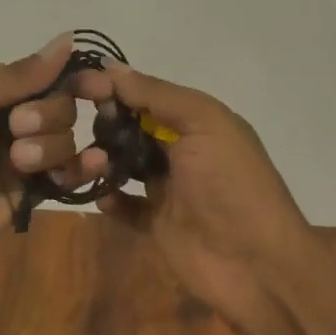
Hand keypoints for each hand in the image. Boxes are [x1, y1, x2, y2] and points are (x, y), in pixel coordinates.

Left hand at [0, 33, 84, 262]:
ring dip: (49, 147)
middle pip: (64, 107)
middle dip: (47, 115)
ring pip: (67, 140)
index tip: (99, 86)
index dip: (78, 78)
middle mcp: (18, 119)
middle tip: (15, 128)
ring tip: (16, 162)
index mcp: (1, 90)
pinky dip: (82, 169)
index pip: (52, 76)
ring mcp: (26, 158)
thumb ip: (19, 75)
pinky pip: (68, 177)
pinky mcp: (32, 193)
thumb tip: (68, 39)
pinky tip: (92, 165)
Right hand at [73, 62, 311, 324]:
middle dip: (104, 124)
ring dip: (102, 160)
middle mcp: (181, 148)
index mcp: (196, 119)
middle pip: (130, 126)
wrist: (258, 267)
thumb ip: (156, 94)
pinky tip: (102, 196)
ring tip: (91, 166)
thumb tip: (111, 67)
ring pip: (123, 163)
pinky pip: (125, 204)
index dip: (113, 88)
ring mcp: (168, 187)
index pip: (146, 93)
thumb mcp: (203, 123)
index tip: (77, 85)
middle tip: (77, 129)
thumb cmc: (231, 183)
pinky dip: (109, 198)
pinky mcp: (158, 223)